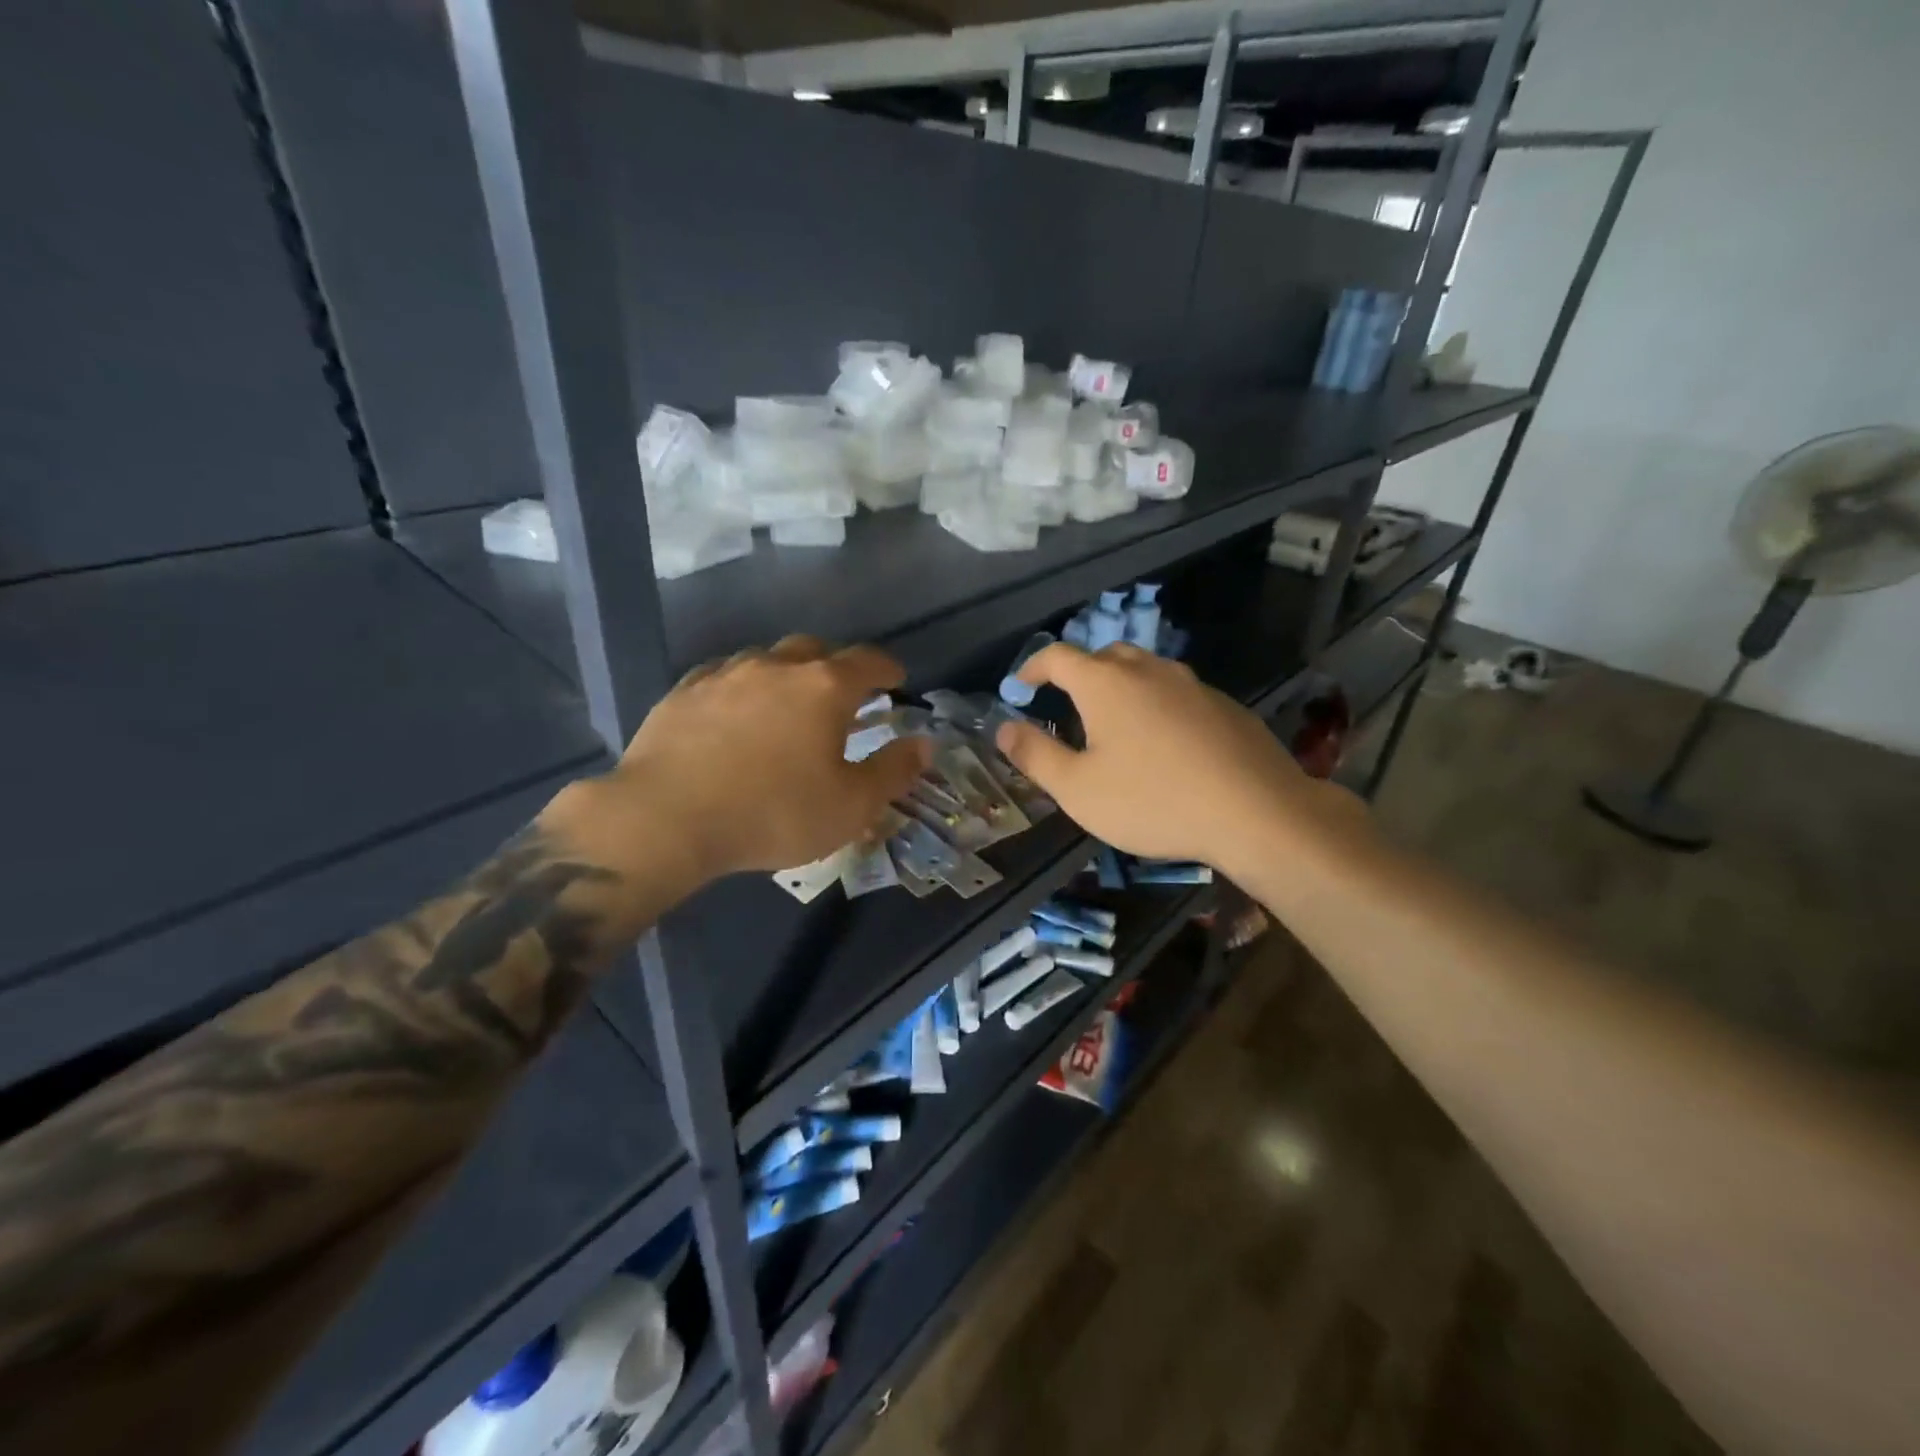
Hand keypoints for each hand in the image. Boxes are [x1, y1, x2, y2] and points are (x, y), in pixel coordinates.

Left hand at [548, 637, 930, 898]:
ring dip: (786, 675)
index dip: (888, 670)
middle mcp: (777, 666)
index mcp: (824, 687)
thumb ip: (893, 771)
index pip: (868, 662)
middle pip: (816, 650)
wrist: (666, 818)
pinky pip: (724, 676)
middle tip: (842, 696)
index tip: (896, 682)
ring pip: (767, 659)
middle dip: (836, 667)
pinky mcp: (684, 691)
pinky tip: (735, 713)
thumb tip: (924, 744)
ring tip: (786, 705)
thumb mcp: (850, 806)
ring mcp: (726, 673)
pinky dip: (742, 687)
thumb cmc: (773, 813)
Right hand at [993, 643, 1360, 875]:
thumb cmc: (1153, 800)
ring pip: (1145, 672)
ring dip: (1121, 688)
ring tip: (1115, 725)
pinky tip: (1164, 744)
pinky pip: (1177, 693)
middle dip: (1079, 674)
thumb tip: (1003, 727)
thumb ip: (1035, 755)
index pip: (1057, 656)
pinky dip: (1157, 705)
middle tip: (1068, 706)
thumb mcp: (1077, 788)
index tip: (1020, 686)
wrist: (1255, 812)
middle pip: (1104, 656)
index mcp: (1106, 683)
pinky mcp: (1224, 705)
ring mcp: (1192, 684)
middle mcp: (1148, 670)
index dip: (1032, 668)